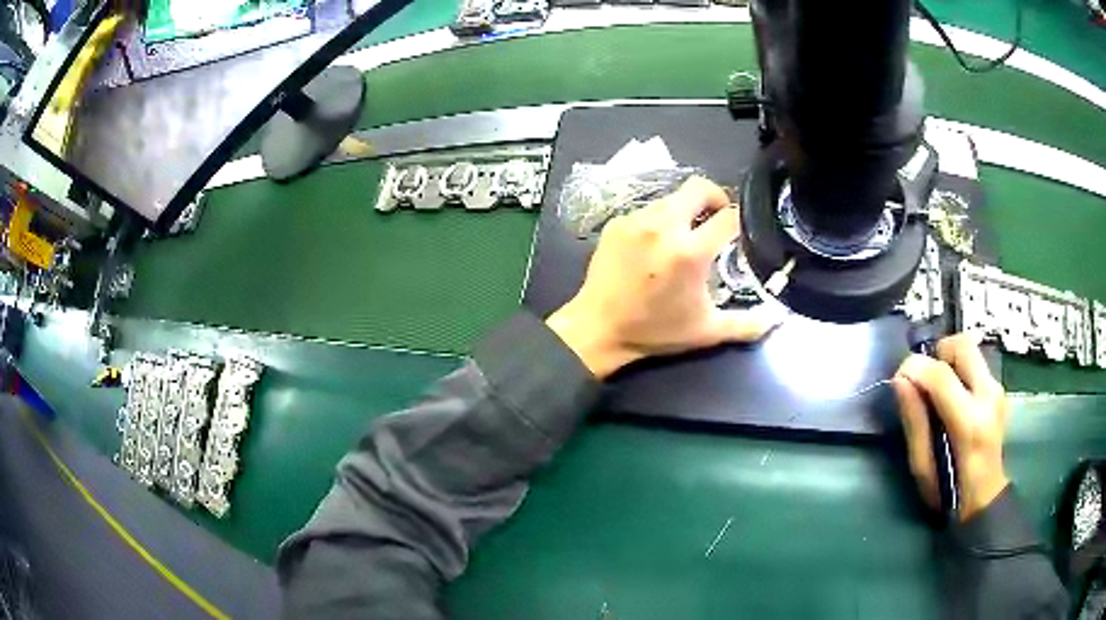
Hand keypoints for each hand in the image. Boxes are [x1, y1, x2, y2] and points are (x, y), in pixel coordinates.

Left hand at [546, 176, 781, 378]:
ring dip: (687, 210)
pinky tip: (658, 243)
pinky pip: (649, 208)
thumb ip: (747, 324)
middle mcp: (663, 226)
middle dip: (716, 198)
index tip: (741, 232)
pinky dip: (661, 219)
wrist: (599, 328)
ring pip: (673, 197)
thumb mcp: (707, 331)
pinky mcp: (617, 222)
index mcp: (689, 252)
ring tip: (687, 235)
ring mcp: (637, 220)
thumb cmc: (656, 331)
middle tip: (718, 220)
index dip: (742, 220)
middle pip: (699, 187)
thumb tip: (778, 319)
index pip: (729, 217)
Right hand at [893, 334, 1009, 521]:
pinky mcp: (999, 389)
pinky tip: (952, 399)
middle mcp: (988, 397)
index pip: (941, 375)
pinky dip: (959, 370)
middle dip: (937, 353)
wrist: (984, 499)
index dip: (915, 367)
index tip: (898, 377)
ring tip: (937, 391)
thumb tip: (900, 381)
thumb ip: (914, 421)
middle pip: (962, 345)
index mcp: (969, 423)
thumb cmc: (948, 491)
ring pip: (970, 350)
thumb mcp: (921, 467)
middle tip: (924, 379)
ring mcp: (997, 390)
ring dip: (948, 361)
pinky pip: (975, 363)